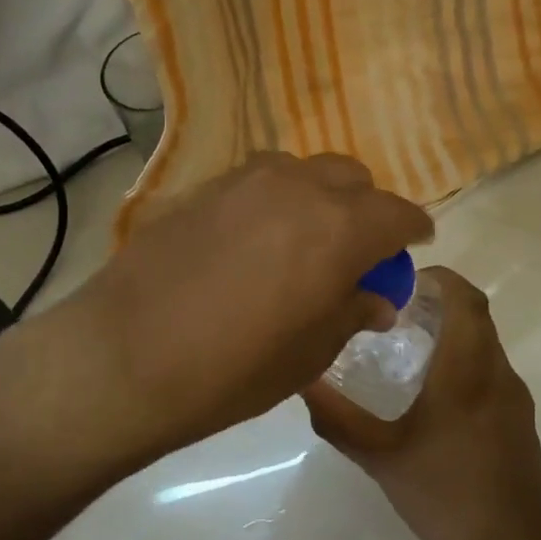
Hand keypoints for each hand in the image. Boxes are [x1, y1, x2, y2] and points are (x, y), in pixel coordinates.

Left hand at [55, 152, 432, 457]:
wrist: (126, 357)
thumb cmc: (233, 369)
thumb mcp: (310, 353)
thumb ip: (352, 312)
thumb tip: (376, 298)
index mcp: (339, 228)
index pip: (397, 214)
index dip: (412, 230)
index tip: (413, 245)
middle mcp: (298, 188)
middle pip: (352, 178)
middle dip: (366, 208)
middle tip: (355, 249)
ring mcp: (245, 181)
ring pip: (303, 170)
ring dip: (318, 196)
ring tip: (304, 238)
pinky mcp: (203, 188)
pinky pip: (258, 180)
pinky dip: (275, 198)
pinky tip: (255, 237)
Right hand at [302, 267, 540, 539]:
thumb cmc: (442, 494)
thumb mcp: (379, 457)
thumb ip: (337, 419)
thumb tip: (303, 383)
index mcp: (465, 372)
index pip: (465, 300)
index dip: (440, 279)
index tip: (405, 280)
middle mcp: (496, 373)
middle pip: (476, 315)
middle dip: (441, 302)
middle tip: (397, 310)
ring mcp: (514, 396)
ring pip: (486, 342)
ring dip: (454, 330)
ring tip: (410, 345)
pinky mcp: (519, 418)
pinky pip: (492, 369)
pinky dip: (466, 359)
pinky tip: (435, 391)